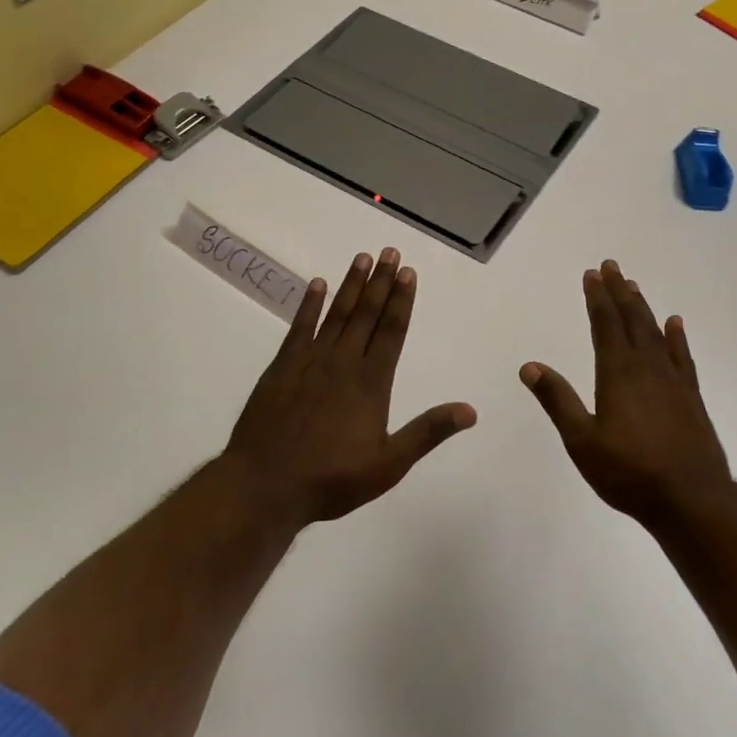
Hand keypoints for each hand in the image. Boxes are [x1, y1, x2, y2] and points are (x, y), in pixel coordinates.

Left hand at [223, 247, 476, 525]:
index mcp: (371, 383)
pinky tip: (317, 285)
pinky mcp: (282, 367)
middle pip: (367, 314)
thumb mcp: (388, 464)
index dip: (402, 300)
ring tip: (363, 258)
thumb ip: (427, 432)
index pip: (392, 331)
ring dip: (351, 285)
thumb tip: (470, 411)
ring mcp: (310, 362)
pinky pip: (299, 327)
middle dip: (381, 282)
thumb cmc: (331, 479)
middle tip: (390, 252)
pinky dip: (309, 305)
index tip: (409, 273)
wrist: (265, 485)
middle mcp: (343, 363)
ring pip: (337, 314)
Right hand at [521, 260, 732, 525]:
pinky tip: (675, 324)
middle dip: (619, 292)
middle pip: (631, 320)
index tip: (591, 274)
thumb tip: (529, 366)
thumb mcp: (582, 441)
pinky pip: (681, 356)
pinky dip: (676, 337)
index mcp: (617, 374)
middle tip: (611, 266)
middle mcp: (646, 368)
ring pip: (655, 333)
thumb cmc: (629, 472)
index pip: (604, 325)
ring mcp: (672, 381)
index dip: (597, 298)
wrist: (691, 499)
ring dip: (642, 307)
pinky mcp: (690, 397)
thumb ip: (557, 400)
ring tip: (633, 286)